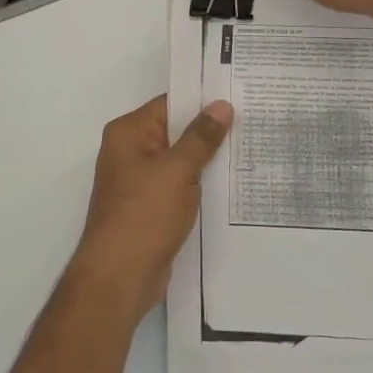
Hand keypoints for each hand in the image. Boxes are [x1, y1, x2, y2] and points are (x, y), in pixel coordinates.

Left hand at [70, 95, 232, 325]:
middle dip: (209, 129)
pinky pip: (179, 185)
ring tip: (250, 147)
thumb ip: (201, 137)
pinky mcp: (151, 207)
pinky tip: (232, 184)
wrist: (119, 278)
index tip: (237, 94)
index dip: (202, 99)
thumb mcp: (177, 171)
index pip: (169, 104)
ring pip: (180, 160)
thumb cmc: (143, 216)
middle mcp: (130, 151)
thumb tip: (221, 105)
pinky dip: (200, 184)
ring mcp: (140, 181)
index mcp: (128, 133)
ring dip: (208, 159)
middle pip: (175, 131)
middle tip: (253, 119)